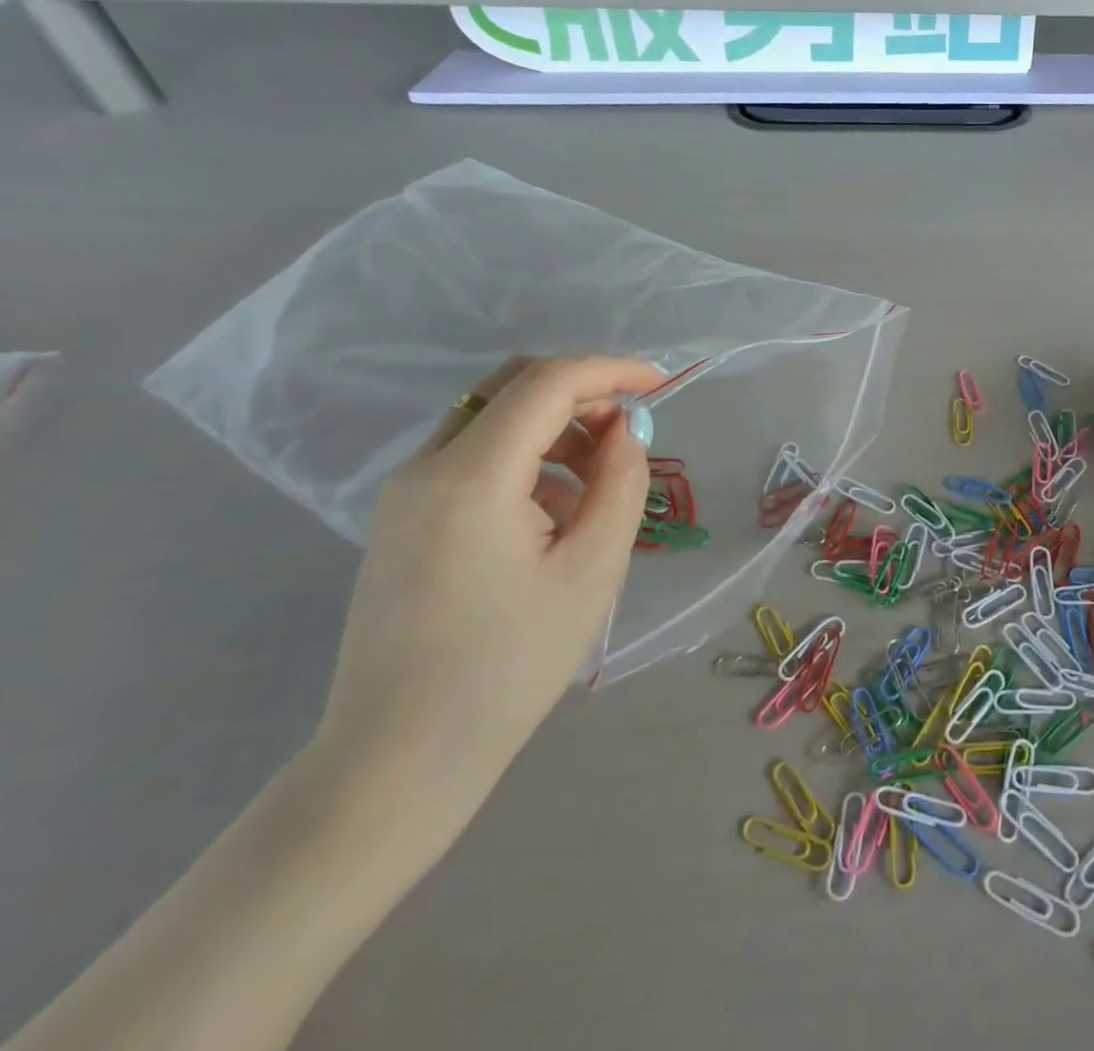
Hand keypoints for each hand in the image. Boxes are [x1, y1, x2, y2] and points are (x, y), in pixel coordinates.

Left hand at [307, 355, 662, 827]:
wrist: (399, 757)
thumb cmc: (509, 665)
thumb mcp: (592, 570)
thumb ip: (620, 483)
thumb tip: (625, 431)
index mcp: (471, 477)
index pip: (546, 383)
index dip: (611, 370)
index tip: (662, 385)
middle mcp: (426, 468)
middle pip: (512, 386)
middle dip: (583, 392)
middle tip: (631, 433)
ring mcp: (406, 492)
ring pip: (493, 417)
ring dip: (557, 427)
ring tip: (598, 485)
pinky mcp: (404, 518)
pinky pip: (474, 455)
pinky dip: (526, 458)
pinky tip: (554, 515)